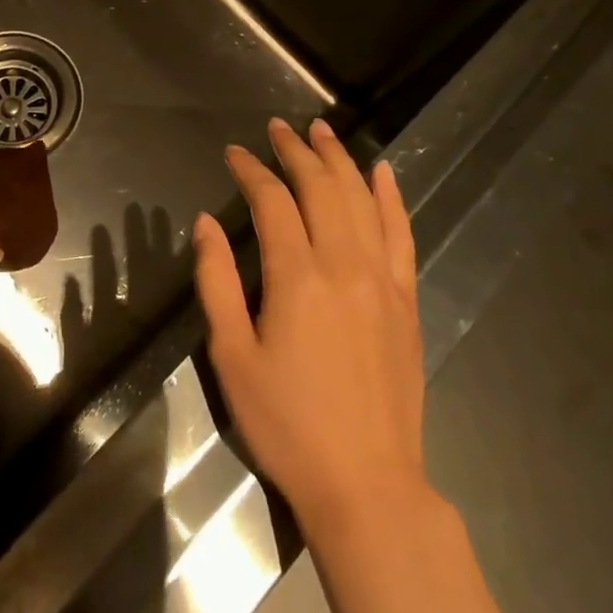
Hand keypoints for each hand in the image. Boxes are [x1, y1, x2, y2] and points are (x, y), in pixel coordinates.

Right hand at [192, 118, 424, 535]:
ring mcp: (382, 279)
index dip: (251, 170)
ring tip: (321, 131)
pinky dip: (391, 197)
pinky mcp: (406, 300)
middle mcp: (344, 263)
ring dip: (340, 159)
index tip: (233, 153)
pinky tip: (383, 172)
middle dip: (295, 151)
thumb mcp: (232, 355)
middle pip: (321, 187)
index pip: (273, 201)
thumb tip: (206, 222)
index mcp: (297, 275)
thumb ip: (217, 281)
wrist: (367, 484)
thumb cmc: (287, 422)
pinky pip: (401, 233)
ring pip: (361, 199)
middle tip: (276, 128)